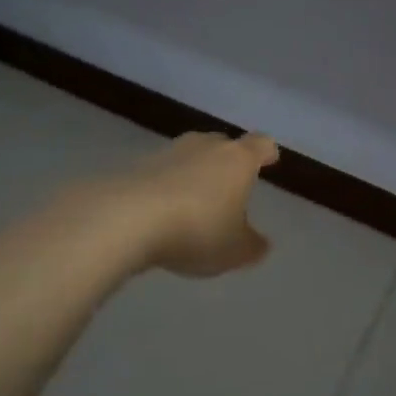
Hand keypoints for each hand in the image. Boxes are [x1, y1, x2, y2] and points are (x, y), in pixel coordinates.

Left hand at [117, 131, 279, 277]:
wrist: (126, 218)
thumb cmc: (196, 229)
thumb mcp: (234, 250)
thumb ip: (252, 246)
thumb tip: (262, 244)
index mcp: (238, 160)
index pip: (260, 144)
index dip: (266, 152)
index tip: (269, 159)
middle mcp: (206, 147)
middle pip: (222, 144)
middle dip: (228, 161)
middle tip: (229, 184)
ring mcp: (168, 152)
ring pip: (189, 156)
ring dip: (193, 173)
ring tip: (193, 201)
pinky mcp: (136, 165)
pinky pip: (160, 172)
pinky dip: (165, 186)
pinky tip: (161, 211)